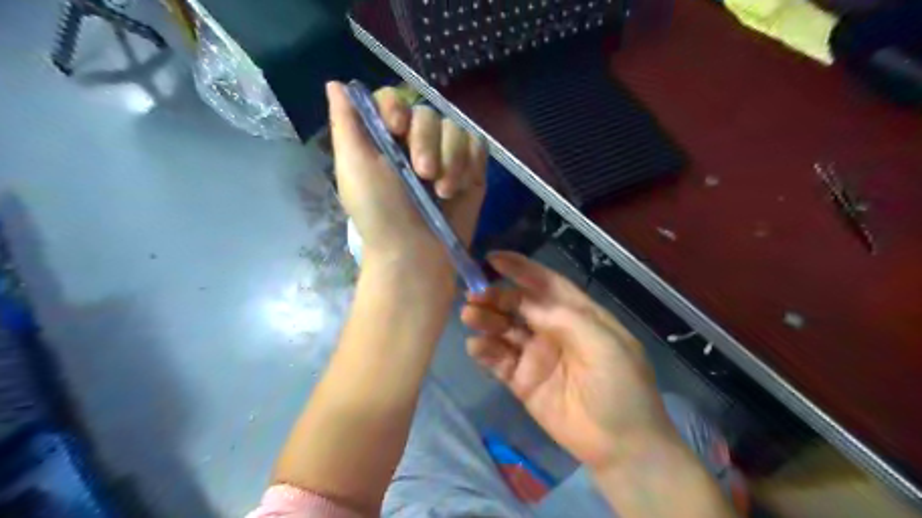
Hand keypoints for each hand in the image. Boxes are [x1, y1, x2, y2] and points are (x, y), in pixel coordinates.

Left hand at [329, 82, 493, 271]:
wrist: (416, 253)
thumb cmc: (380, 213)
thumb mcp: (353, 168)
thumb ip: (345, 124)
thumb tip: (335, 84)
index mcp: (384, 139)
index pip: (394, 99)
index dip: (397, 108)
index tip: (396, 130)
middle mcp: (415, 143)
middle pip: (428, 113)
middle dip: (427, 143)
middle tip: (423, 174)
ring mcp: (446, 156)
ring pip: (456, 129)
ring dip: (451, 159)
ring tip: (443, 191)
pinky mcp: (471, 170)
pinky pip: (477, 145)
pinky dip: (470, 164)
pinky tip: (460, 187)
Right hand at [461, 254, 675, 470]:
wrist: (622, 446)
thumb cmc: (622, 387)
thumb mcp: (604, 344)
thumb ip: (564, 318)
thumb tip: (526, 301)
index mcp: (577, 315)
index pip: (545, 284)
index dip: (521, 269)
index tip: (493, 259)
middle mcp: (553, 330)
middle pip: (518, 305)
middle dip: (496, 296)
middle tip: (474, 295)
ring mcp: (536, 355)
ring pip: (504, 329)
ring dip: (486, 320)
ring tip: (470, 316)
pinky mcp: (522, 381)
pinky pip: (498, 360)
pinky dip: (485, 351)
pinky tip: (476, 347)